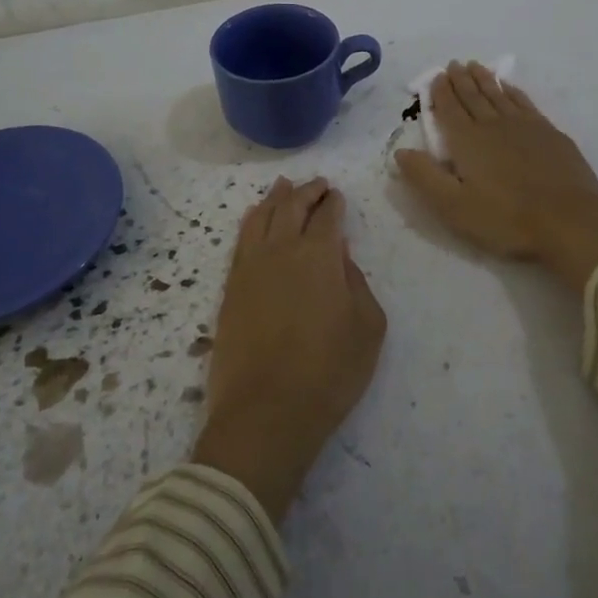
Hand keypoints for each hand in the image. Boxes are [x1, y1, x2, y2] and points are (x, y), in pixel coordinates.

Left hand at [192, 176, 385, 522]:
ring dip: (275, 198)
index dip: (334, 202)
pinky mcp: (230, 288)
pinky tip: (254, 218)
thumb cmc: (329, 372)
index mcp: (319, 256)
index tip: (338, 196)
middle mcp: (281, 250)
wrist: (266, 413)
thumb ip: (356, 282)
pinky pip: (240, 240)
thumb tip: (340, 255)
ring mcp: (250, 267)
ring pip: (261, 218)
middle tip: (318, 184)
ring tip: (283, 186)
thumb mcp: (367, 328)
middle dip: (307, 191)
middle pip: (291, 207)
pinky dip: (251, 221)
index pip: (327, 216)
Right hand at [394, 62, 597, 291]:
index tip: (435, 76)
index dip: (441, 92)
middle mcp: (493, 125)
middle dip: (460, 80)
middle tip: (453, 64)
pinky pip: (525, 103)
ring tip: (475, 66)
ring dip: (485, 80)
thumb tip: (400, 152)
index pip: (449, 110)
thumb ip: (424, 177)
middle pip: (473, 96)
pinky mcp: (549, 133)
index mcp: (467, 141)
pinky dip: (513, 92)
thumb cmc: (506, 218)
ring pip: (499, 95)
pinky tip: (510, 87)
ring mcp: (525, 126)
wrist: (569, 219)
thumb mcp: (454, 206)